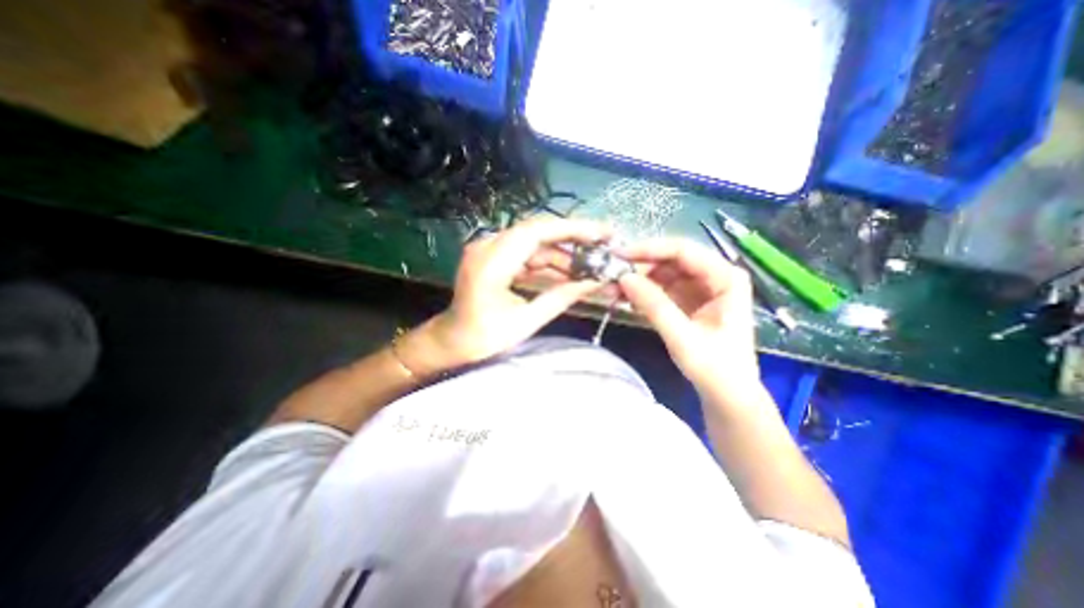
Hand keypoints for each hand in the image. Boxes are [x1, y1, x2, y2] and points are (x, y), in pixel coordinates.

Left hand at [399, 217, 617, 371]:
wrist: (452, 340)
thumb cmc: (483, 337)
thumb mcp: (526, 322)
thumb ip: (560, 298)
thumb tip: (594, 283)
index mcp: (491, 262)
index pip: (536, 232)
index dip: (571, 229)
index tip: (601, 234)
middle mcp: (488, 246)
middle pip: (538, 233)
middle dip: (572, 240)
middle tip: (603, 247)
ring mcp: (490, 249)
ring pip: (535, 244)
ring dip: (562, 256)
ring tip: (590, 268)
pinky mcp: (494, 256)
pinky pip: (527, 254)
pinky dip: (548, 263)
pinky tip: (568, 274)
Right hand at [618, 238, 760, 403]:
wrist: (727, 394)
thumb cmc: (715, 368)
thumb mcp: (682, 337)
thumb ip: (654, 305)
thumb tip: (623, 278)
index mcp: (726, 278)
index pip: (683, 251)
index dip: (649, 250)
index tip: (619, 255)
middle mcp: (715, 275)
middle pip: (672, 259)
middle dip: (641, 266)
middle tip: (611, 274)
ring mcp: (702, 287)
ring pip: (664, 272)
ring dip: (639, 279)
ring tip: (614, 289)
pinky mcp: (690, 300)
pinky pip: (662, 287)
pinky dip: (644, 292)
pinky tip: (627, 297)